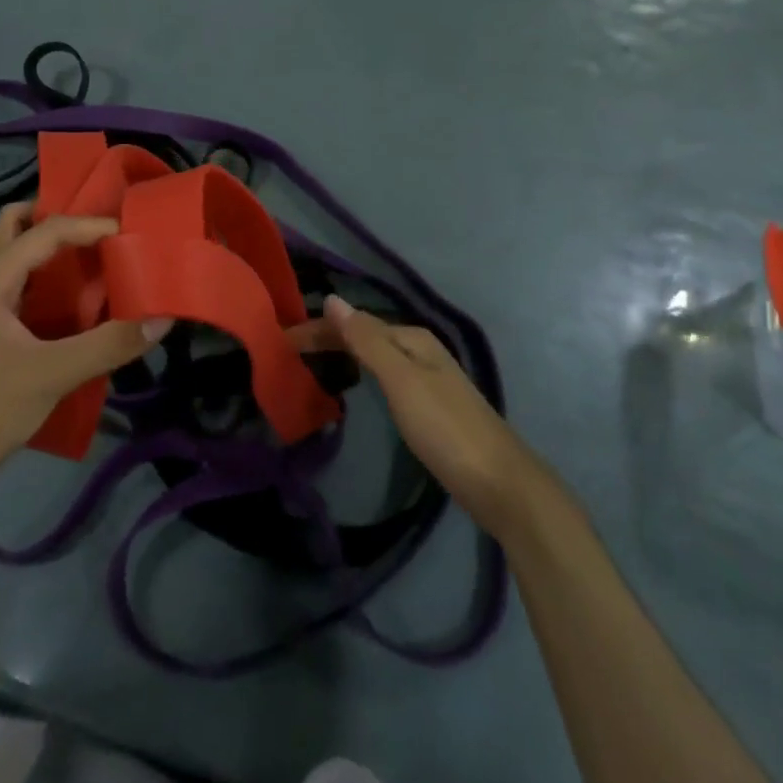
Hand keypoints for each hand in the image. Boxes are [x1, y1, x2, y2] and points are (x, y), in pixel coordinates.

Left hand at [0, 203, 166, 516]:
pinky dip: (56, 285)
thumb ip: (108, 344)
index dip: (91, 225)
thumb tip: (162, 317)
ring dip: (60, 253)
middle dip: (62, 221)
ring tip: (105, 260)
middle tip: (105, 230)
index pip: (47, 229)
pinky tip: (86, 306)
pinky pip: (28, 291)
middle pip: (21, 227)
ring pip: (24, 260)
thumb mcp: (51, 375)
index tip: (133, 233)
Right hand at [310, 296, 534, 537]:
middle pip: (365, 336)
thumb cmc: (445, 428)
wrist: (501, 484)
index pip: (354, 323)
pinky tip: (356, 385)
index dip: (318, 329)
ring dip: (343, 354)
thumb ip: (367, 340)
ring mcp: (427, 379)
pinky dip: (361, 373)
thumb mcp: (401, 379)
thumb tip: (332, 298)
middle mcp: (420, 351)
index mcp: (412, 339)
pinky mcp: (430, 407)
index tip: (282, 340)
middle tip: (288, 351)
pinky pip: (385, 377)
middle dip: (328, 339)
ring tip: (311, 362)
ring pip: (375, 356)